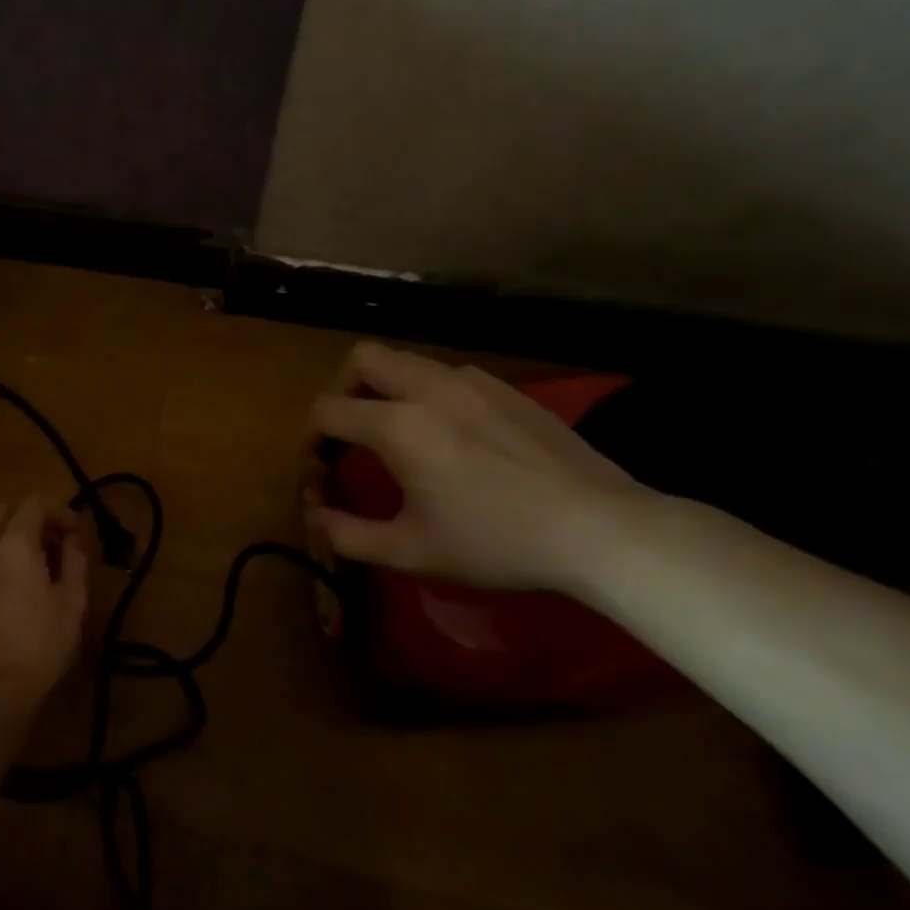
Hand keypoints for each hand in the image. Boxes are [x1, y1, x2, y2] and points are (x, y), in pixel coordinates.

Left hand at [0, 497, 88, 715]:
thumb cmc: (41, 643)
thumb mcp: (73, 601)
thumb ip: (74, 560)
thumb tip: (72, 539)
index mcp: (14, 544)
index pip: (34, 504)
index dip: (58, 510)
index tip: (75, 531)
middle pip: (6, 515)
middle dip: (33, 521)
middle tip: (56, 545)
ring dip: (14, 540)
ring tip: (38, 568)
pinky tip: (17, 589)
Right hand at [308, 343, 645, 590]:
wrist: (598, 528)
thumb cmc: (496, 542)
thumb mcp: (411, 551)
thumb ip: (348, 534)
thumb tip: (314, 516)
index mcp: (398, 425)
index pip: (327, 410)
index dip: (311, 438)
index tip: (321, 467)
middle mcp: (428, 388)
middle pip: (361, 357)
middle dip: (343, 389)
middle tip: (351, 432)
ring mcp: (471, 381)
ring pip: (406, 360)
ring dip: (385, 387)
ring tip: (399, 432)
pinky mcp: (505, 388)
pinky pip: (446, 373)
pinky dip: (427, 392)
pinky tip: (450, 434)